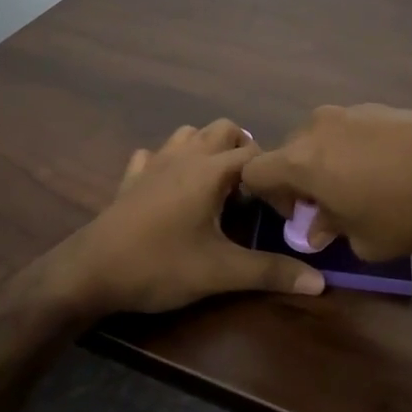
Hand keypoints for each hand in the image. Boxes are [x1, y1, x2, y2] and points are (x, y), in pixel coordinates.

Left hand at [52, 120, 327, 315]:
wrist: (91, 272)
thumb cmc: (160, 265)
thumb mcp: (221, 272)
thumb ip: (270, 272)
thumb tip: (320, 282)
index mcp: (210, 170)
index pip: (257, 153)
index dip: (275, 174)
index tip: (284, 204)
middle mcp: (184, 156)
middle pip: (223, 129)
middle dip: (244, 150)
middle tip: (253, 190)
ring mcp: (154, 163)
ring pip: (188, 135)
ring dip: (208, 149)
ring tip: (218, 185)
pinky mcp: (131, 179)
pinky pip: (154, 155)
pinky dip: (170, 162)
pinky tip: (172, 188)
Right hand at [241, 105, 411, 260]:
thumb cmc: (406, 211)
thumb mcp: (364, 240)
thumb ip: (331, 231)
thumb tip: (317, 229)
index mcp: (302, 160)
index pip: (255, 171)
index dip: (267, 197)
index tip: (299, 215)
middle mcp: (317, 128)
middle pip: (288, 152)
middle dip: (299, 180)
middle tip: (329, 206)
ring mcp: (349, 112)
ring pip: (320, 138)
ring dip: (327, 163)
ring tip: (363, 186)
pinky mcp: (379, 107)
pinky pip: (349, 130)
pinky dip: (353, 149)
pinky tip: (388, 169)